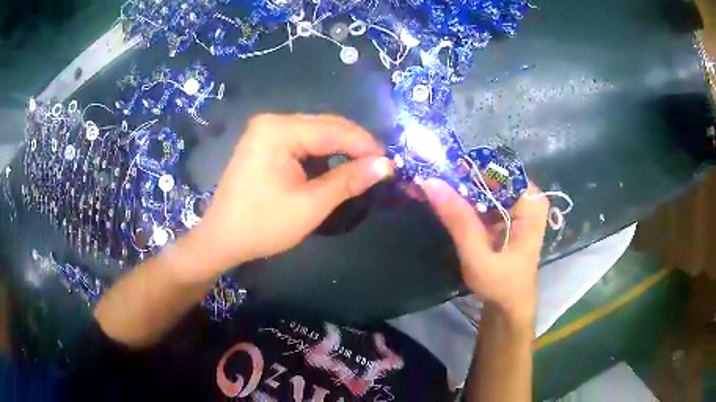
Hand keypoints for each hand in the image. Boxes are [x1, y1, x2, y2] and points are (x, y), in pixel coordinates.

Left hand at [186, 114, 392, 278]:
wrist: (221, 239)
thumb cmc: (262, 225)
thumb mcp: (310, 205)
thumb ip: (349, 181)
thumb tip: (386, 165)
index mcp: (279, 130)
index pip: (334, 130)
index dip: (365, 145)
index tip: (390, 164)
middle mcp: (272, 122)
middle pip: (325, 126)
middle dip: (354, 145)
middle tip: (379, 167)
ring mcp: (266, 131)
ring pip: (315, 133)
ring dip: (339, 150)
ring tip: (361, 169)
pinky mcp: (264, 143)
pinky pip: (302, 142)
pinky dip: (321, 155)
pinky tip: (333, 168)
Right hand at [421, 179, 547, 318]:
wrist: (510, 307)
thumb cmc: (501, 285)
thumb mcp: (478, 256)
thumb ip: (458, 220)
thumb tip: (430, 181)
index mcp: (530, 203)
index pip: (498, 169)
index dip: (467, 166)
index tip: (437, 168)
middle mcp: (526, 197)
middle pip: (490, 175)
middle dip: (459, 176)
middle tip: (426, 175)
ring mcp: (516, 205)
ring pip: (483, 185)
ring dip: (457, 186)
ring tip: (428, 184)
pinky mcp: (505, 214)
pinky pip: (481, 198)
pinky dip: (461, 199)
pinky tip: (441, 198)